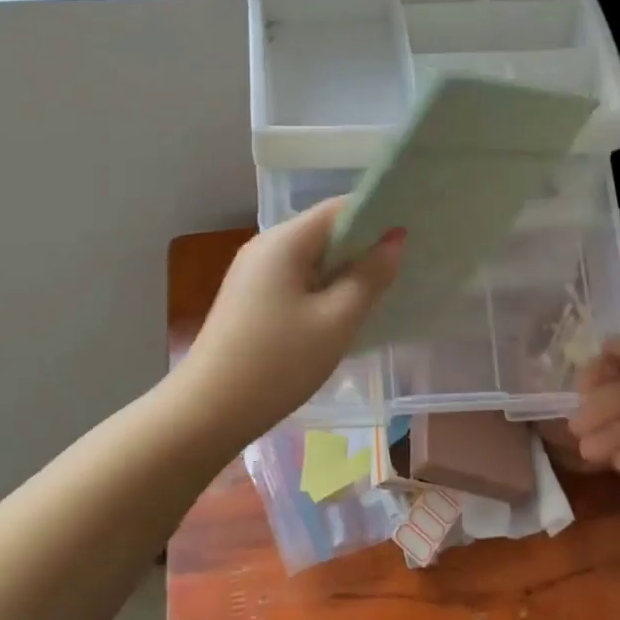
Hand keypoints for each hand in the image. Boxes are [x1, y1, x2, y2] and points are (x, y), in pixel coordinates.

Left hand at [175, 200, 403, 444]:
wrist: (207, 411)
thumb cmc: (278, 363)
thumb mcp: (336, 321)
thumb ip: (370, 276)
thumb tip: (395, 239)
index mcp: (284, 240)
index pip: (340, 208)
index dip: (378, 216)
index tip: (412, 234)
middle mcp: (265, 246)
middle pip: (324, 231)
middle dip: (363, 245)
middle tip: (405, 266)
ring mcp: (252, 272)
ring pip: (310, 258)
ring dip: (344, 270)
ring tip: (381, 289)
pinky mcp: (248, 298)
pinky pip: (295, 279)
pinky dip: (322, 287)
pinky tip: (341, 312)